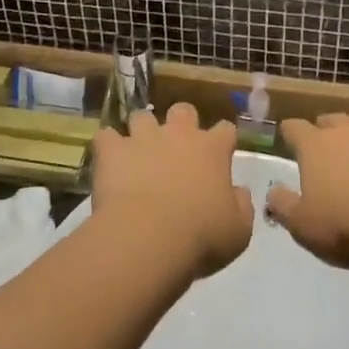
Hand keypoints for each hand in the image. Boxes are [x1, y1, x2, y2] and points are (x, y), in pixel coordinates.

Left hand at [92, 104, 252, 277]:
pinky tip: (108, 162)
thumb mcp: (238, 230)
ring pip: (142, 117)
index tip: (221, 154)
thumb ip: (241, 206)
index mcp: (212, 150)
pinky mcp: (113, 149)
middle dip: (181, 123)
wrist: (148, 238)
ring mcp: (143, 138)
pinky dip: (108, 147)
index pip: (225, 130)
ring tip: (138, 154)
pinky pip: (106, 137)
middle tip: (177, 148)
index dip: (223, 140)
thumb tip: (239, 192)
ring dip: (141, 132)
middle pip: (183, 110)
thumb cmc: (201, 236)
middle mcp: (179, 134)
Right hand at [265, 114, 348, 268]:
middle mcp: (347, 131)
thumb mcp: (303, 226)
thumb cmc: (347, 224)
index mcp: (315, 145)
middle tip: (325, 151)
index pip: (294, 128)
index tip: (288, 141)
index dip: (289, 134)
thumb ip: (283, 206)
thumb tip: (272, 193)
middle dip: (325, 132)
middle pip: (331, 120)